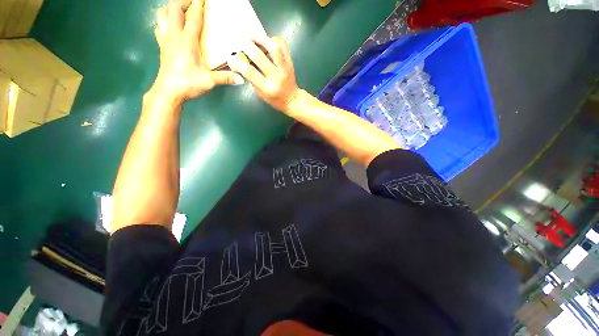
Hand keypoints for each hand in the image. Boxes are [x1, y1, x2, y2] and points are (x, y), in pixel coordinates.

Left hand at [152, 0, 243, 101]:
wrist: (169, 91)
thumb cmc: (188, 84)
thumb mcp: (209, 81)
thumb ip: (225, 78)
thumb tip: (241, 79)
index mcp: (187, 41)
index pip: (193, 18)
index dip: (198, 5)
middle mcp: (174, 36)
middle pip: (173, 9)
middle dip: (183, 1)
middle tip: (193, 1)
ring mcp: (165, 40)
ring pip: (162, 15)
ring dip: (170, 8)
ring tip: (180, 9)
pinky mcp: (161, 46)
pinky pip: (159, 26)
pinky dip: (164, 21)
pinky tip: (170, 24)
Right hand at [227, 37, 301, 112]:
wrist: (292, 100)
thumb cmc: (274, 99)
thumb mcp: (260, 93)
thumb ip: (252, 78)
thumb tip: (240, 61)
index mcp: (267, 88)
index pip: (250, 72)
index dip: (237, 62)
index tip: (231, 57)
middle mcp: (276, 77)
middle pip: (259, 56)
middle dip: (247, 46)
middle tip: (241, 42)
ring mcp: (284, 68)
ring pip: (274, 47)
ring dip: (261, 38)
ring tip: (253, 37)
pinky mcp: (290, 62)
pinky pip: (283, 45)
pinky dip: (273, 39)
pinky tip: (267, 41)